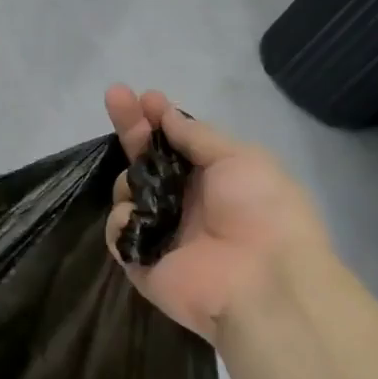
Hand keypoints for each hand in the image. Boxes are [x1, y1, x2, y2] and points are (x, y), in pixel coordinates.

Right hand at [103, 86, 329, 341]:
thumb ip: (197, 136)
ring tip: (142, 186)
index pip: (175, 142)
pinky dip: (124, 221)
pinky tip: (138, 217)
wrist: (262, 281)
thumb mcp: (239, 158)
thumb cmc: (261, 210)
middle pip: (145, 161)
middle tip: (115, 97)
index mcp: (212, 178)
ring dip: (130, 179)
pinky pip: (119, 232)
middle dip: (131, 129)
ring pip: (127, 193)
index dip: (158, 118)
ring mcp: (161, 231)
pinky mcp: (141, 261)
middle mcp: (184, 201)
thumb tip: (167, 115)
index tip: (143, 96)